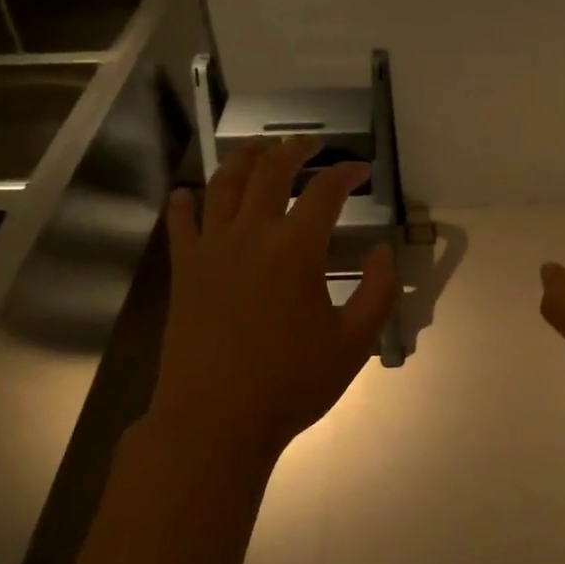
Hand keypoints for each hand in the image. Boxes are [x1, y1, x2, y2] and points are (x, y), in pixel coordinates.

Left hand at [148, 136, 397, 468]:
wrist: (217, 420)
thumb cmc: (292, 384)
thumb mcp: (354, 343)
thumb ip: (378, 293)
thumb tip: (383, 253)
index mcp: (296, 250)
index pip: (326, 193)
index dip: (346, 173)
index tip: (361, 169)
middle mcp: (251, 235)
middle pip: (270, 172)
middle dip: (293, 150)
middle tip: (310, 144)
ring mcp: (211, 250)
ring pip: (224, 185)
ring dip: (243, 160)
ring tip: (258, 150)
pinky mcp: (185, 272)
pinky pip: (180, 224)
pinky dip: (185, 202)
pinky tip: (189, 193)